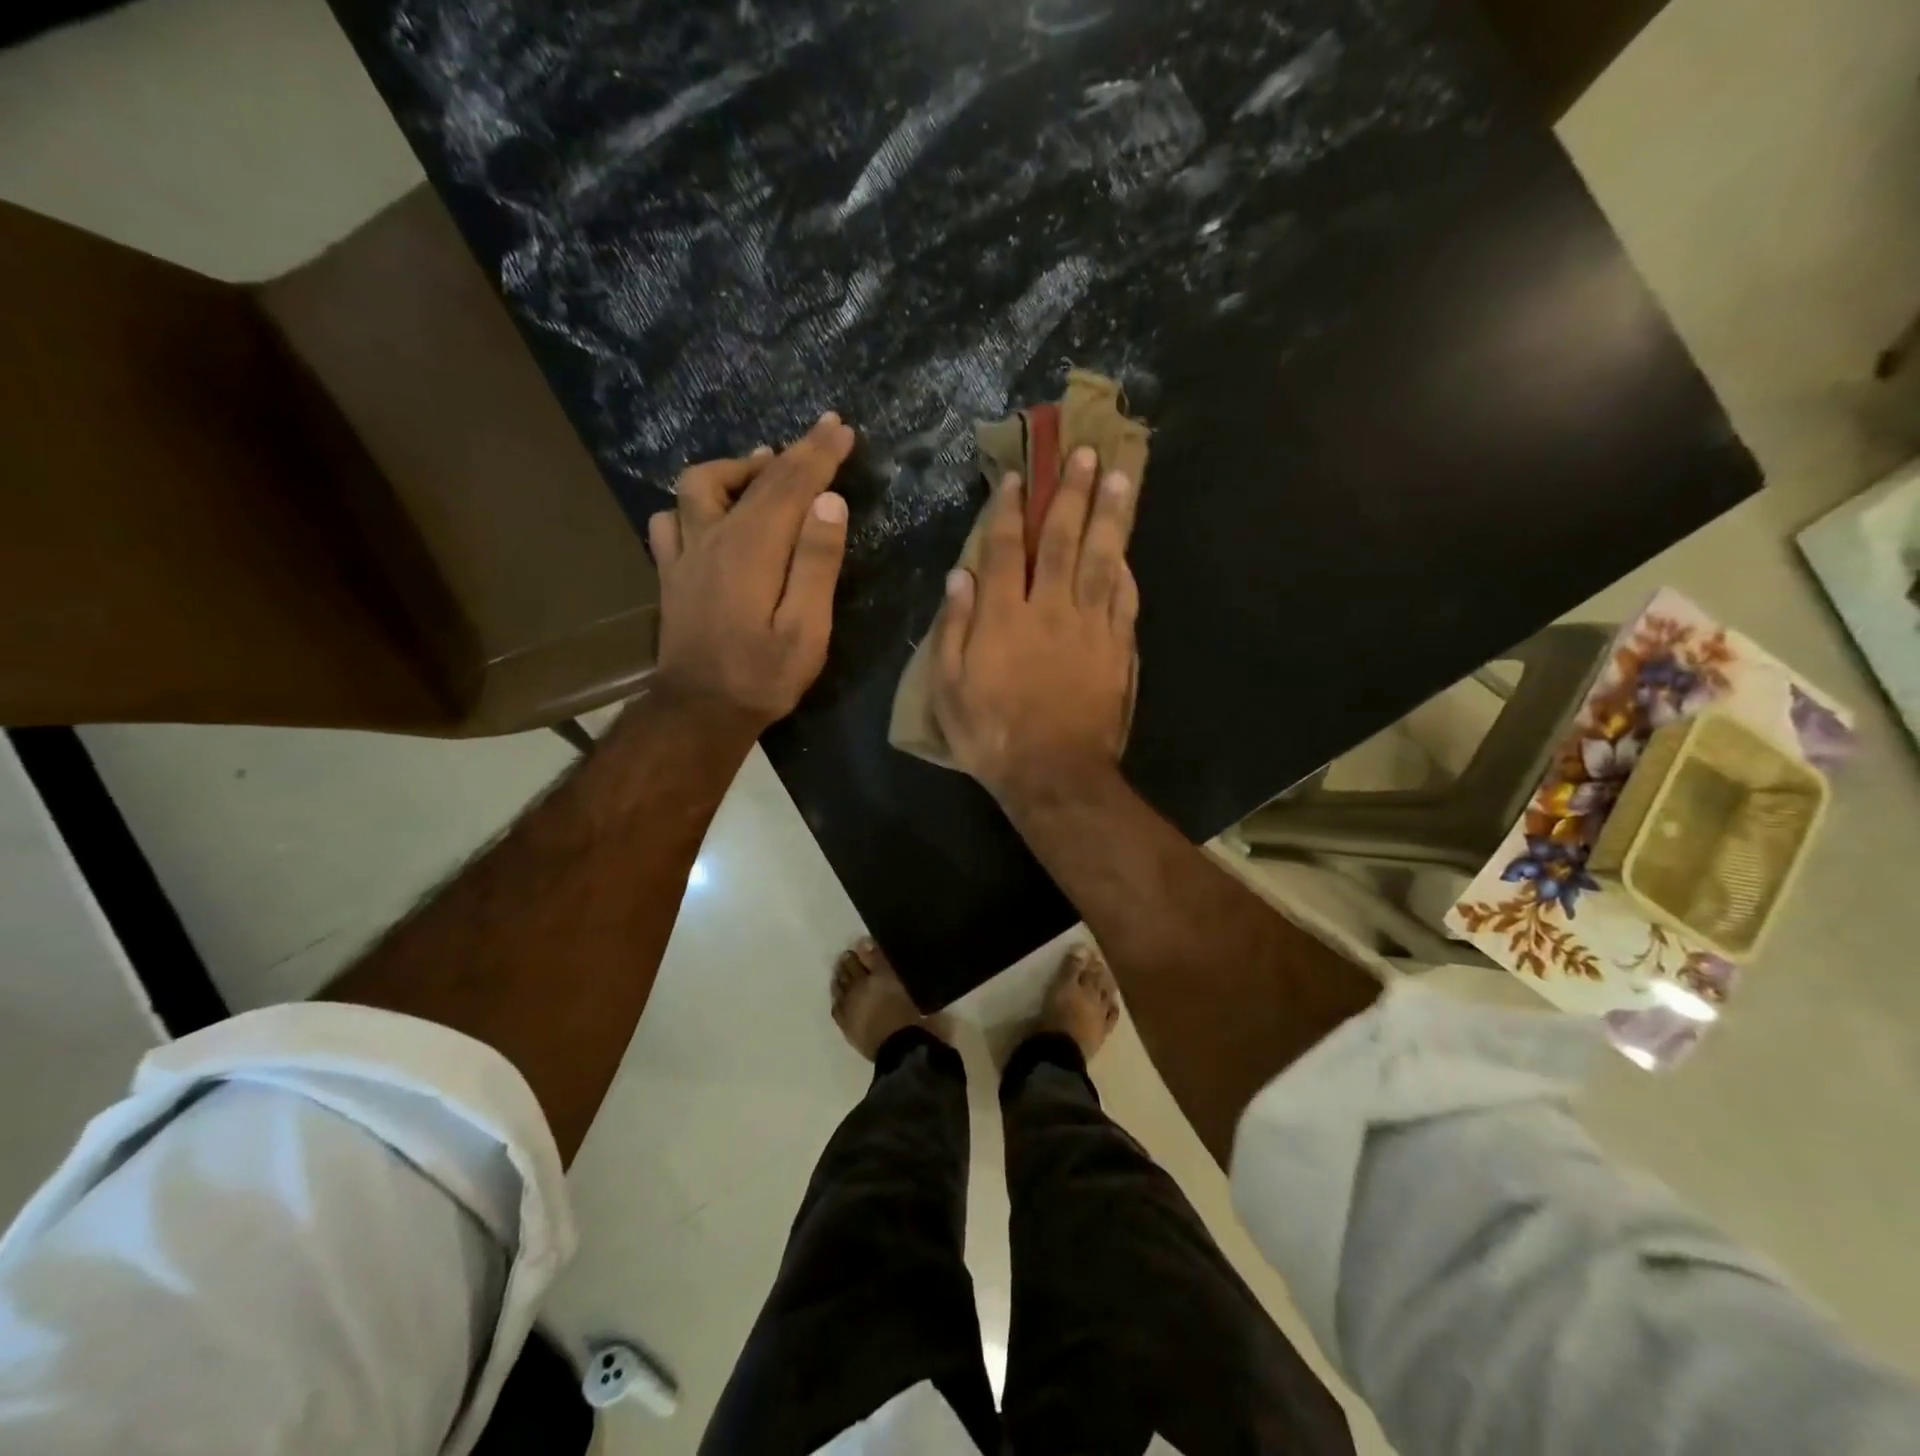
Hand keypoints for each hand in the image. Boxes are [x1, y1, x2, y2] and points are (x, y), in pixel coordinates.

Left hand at [647, 413, 854, 734]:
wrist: (699, 711)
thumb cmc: (762, 675)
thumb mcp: (807, 629)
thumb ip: (817, 563)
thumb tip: (829, 503)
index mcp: (755, 548)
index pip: (792, 484)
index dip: (819, 453)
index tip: (841, 428)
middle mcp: (715, 537)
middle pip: (755, 478)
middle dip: (793, 451)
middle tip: (823, 432)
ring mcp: (686, 553)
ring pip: (700, 485)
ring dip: (736, 469)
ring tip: (765, 467)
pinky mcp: (671, 573)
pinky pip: (671, 519)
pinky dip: (694, 504)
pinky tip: (711, 513)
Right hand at [931, 446, 1138, 806]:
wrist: (1054, 774)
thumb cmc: (991, 734)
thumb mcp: (949, 689)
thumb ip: (954, 628)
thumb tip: (960, 575)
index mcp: (1003, 617)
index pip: (1004, 549)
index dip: (1009, 509)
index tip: (1019, 476)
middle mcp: (1049, 609)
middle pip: (1060, 540)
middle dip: (1070, 493)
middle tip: (1084, 453)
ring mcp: (1090, 627)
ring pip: (1100, 558)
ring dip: (1109, 515)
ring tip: (1119, 477)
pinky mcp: (1118, 649)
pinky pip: (1124, 599)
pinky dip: (1125, 570)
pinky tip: (1127, 550)